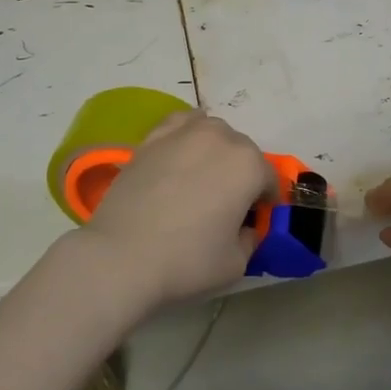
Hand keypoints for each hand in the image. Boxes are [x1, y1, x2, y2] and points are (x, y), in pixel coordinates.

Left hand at [79, 110, 275, 310]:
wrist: (121, 256)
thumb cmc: (187, 261)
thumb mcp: (237, 262)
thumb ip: (250, 238)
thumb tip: (244, 228)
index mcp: (249, 165)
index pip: (269, 180)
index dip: (264, 204)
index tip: (252, 223)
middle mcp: (221, 138)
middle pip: (243, 152)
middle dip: (241, 175)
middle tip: (225, 206)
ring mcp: (183, 133)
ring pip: (213, 133)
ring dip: (216, 151)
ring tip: (200, 180)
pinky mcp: (152, 138)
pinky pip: (180, 126)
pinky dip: (186, 138)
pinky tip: (178, 158)